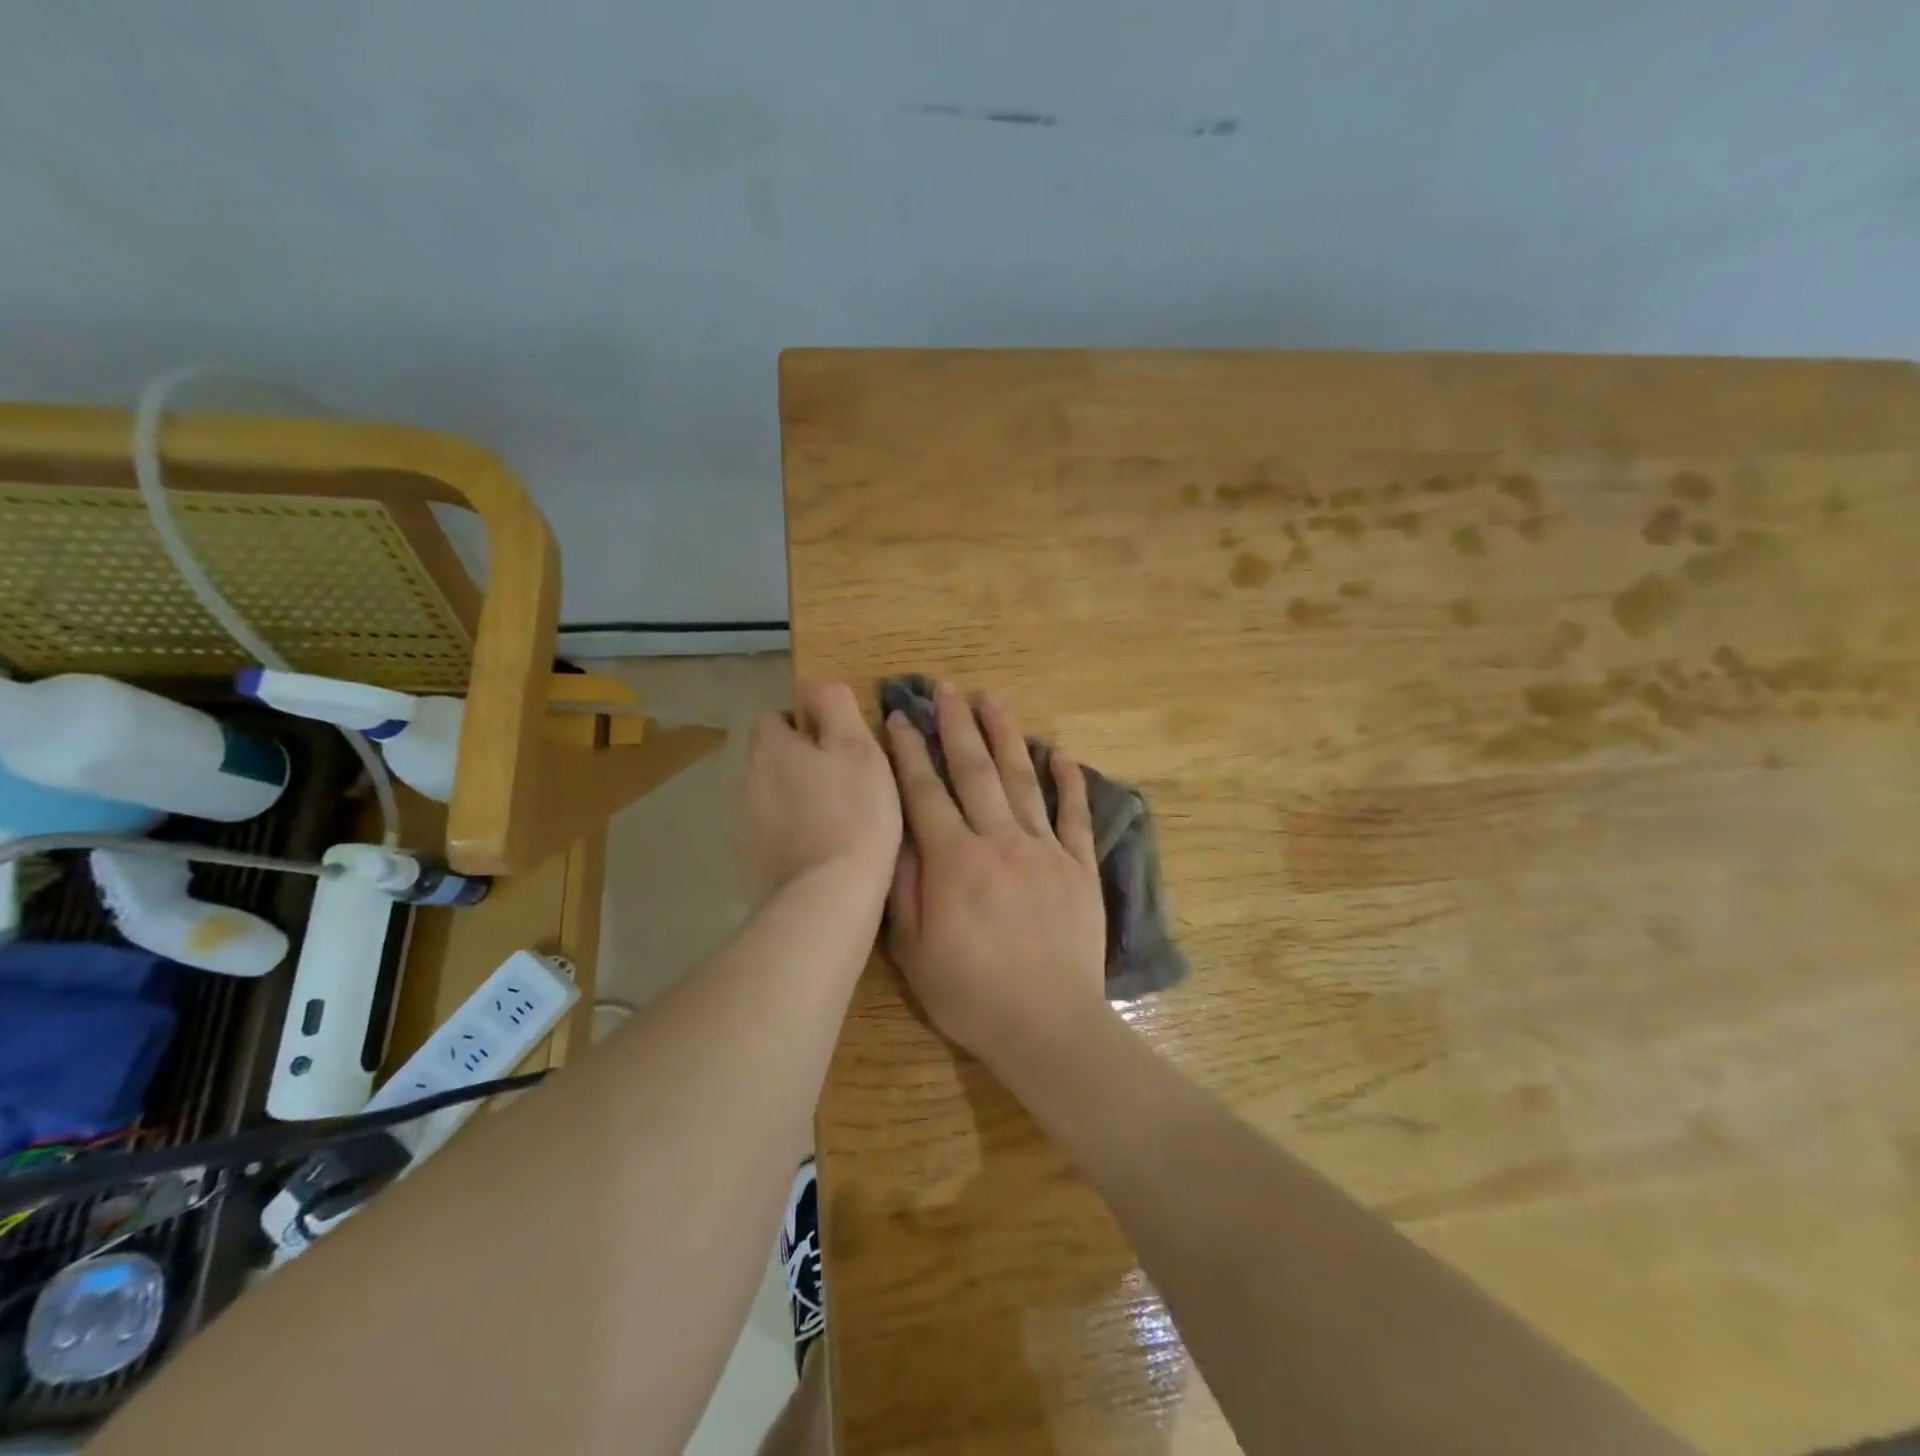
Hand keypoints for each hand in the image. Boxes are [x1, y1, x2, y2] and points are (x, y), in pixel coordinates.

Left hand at [737, 681, 901, 907]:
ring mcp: (743, 824)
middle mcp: (746, 780)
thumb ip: (836, 706)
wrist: (827, 896)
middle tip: (845, 781)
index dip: (805, 723)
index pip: (775, 717)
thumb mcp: (858, 747)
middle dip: (801, 762)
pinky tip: (822, 851)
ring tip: (837, 820)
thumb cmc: (853, 813)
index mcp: (771, 748)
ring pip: (771, 796)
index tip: (838, 743)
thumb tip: (816, 684)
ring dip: (796, 799)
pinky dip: (791, 834)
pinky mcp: (750, 862)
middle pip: (771, 757)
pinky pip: (772, 834)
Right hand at [883, 681, 1110, 1079]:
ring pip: (1022, 780)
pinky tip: (1062, 752)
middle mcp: (999, 841)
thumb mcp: (913, 950)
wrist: (1048, 1024)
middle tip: (947, 688)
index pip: (925, 793)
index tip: (901, 717)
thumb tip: (898, 833)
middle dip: (958, 726)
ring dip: (1007, 736)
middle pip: (974, 771)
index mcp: (954, 860)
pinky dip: (1068, 782)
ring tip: (995, 699)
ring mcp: (1044, 850)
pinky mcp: (1078, 866)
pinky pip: (1073, 815)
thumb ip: (904, 886)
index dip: (910, 753)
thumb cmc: (971, 993)